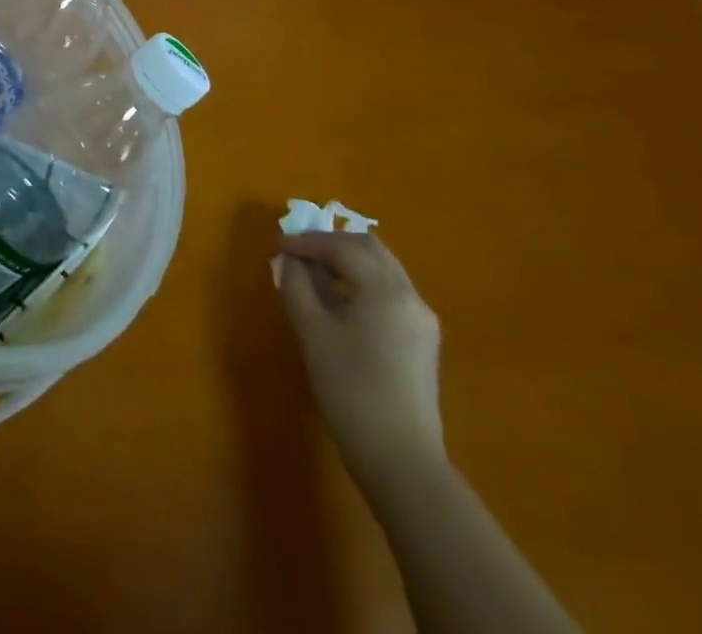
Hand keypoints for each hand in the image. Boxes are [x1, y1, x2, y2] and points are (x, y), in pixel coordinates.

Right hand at [273, 231, 444, 486]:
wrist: (401, 460)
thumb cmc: (351, 390)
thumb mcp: (312, 332)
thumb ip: (297, 286)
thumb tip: (290, 261)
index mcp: (385, 289)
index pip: (342, 247)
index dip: (307, 241)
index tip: (278, 246)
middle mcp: (410, 295)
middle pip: (369, 248)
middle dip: (331, 243)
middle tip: (298, 252)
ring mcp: (422, 319)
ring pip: (383, 268)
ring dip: (348, 260)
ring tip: (314, 273)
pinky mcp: (422, 340)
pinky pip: (390, 291)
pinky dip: (362, 281)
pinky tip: (339, 299)